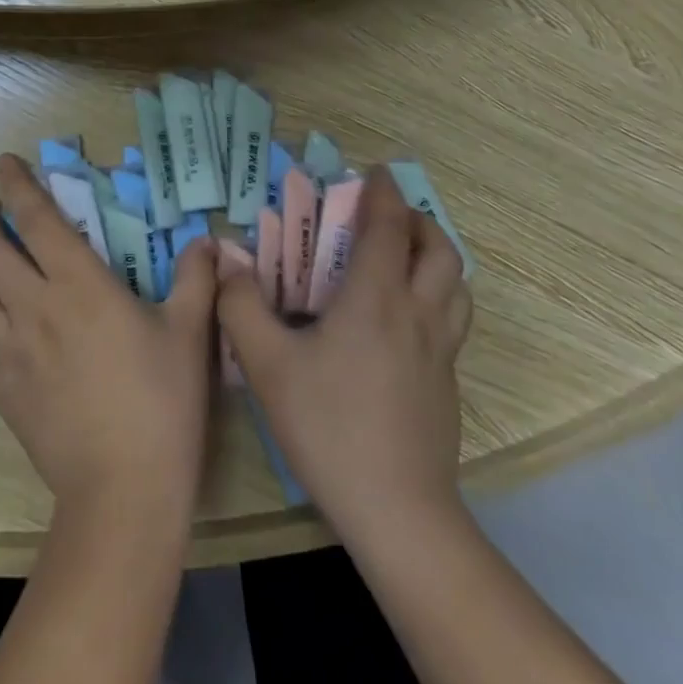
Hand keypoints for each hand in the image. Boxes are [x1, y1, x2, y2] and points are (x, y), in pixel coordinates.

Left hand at [0, 154, 220, 528]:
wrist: (124, 490)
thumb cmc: (161, 403)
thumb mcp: (190, 332)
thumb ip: (196, 278)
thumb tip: (207, 240)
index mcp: (77, 284)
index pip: (35, 218)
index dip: (17, 184)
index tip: (5, 163)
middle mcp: (32, 306)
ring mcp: (7, 350)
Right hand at [217, 164, 471, 537]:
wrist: (398, 512)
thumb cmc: (329, 426)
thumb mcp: (267, 363)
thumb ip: (241, 305)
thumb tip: (226, 261)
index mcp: (377, 298)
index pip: (389, 227)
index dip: (383, 193)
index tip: (375, 171)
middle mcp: (417, 315)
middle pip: (440, 250)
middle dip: (418, 220)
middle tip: (389, 215)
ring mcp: (440, 352)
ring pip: (456, 286)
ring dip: (436, 257)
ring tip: (406, 258)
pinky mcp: (447, 385)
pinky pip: (451, 320)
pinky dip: (437, 296)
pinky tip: (404, 319)